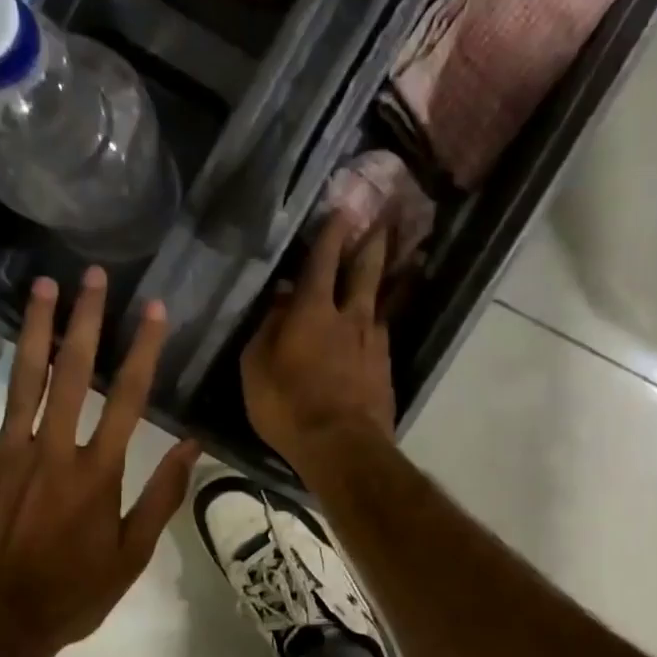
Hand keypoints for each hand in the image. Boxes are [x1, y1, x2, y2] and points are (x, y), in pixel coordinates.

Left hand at [0, 268, 200, 656]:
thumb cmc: (71, 594)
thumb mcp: (131, 556)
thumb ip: (161, 497)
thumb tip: (192, 447)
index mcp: (98, 472)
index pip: (128, 398)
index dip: (143, 350)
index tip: (153, 309)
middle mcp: (54, 450)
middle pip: (73, 374)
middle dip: (86, 321)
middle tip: (91, 276)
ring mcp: (6, 454)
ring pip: (22, 380)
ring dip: (34, 330)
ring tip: (42, 286)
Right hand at [241, 214, 394, 474]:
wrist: (342, 446)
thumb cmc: (288, 406)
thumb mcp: (256, 368)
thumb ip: (267, 329)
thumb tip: (279, 300)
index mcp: (313, 312)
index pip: (322, 262)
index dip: (330, 235)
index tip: (342, 210)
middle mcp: (350, 318)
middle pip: (365, 272)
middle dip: (372, 244)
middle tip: (384, 221)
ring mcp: (373, 343)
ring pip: (382, 300)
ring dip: (388, 278)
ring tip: (399, 262)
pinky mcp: (385, 369)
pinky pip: (383, 333)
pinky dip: (383, 319)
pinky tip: (381, 321)